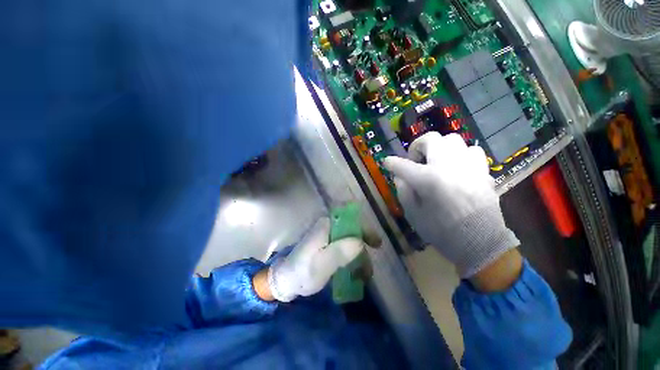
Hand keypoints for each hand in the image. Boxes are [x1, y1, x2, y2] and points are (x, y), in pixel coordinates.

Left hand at [263, 218, 364, 301]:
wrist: (287, 281)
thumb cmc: (302, 272)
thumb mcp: (321, 264)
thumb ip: (339, 252)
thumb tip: (360, 242)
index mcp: (326, 226)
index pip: (349, 218)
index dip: (364, 227)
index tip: (375, 242)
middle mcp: (328, 228)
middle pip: (352, 230)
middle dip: (364, 246)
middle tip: (371, 264)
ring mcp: (328, 237)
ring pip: (350, 241)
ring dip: (360, 257)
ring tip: (364, 276)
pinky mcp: (327, 246)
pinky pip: (344, 248)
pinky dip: (352, 260)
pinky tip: (356, 274)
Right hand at [383, 132, 518, 277]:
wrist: (480, 242)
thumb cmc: (441, 230)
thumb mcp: (413, 214)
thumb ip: (403, 190)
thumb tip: (399, 176)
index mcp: (428, 180)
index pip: (403, 165)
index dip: (391, 163)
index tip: (387, 163)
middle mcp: (448, 166)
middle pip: (431, 139)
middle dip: (417, 146)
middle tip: (414, 160)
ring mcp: (468, 166)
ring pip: (452, 140)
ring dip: (439, 148)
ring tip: (435, 162)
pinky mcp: (482, 170)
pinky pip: (471, 150)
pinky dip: (459, 154)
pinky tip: (455, 167)